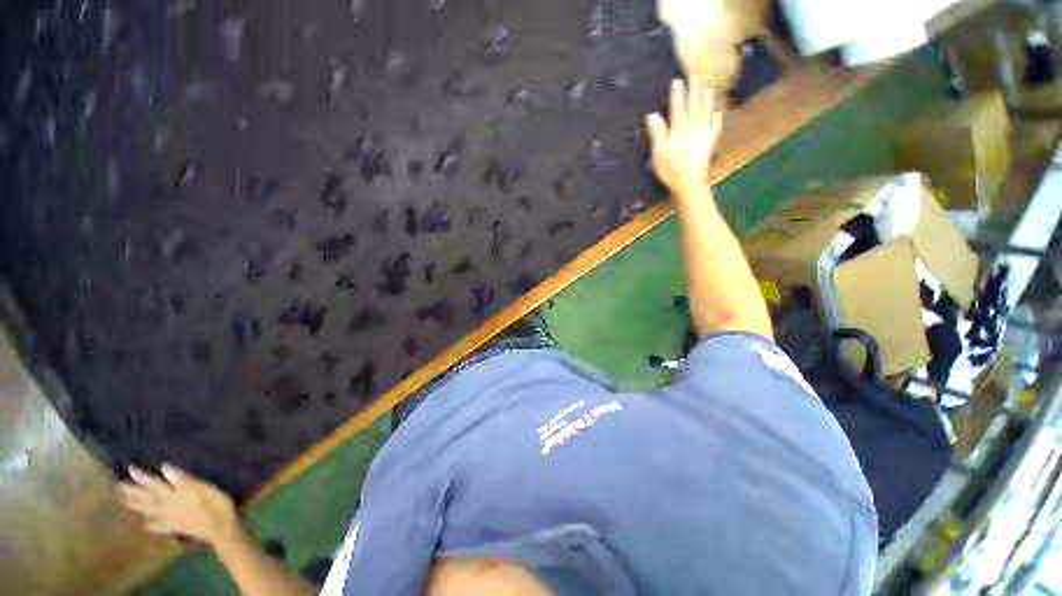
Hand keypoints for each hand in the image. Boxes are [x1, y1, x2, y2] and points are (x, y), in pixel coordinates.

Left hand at [118, 463, 241, 546]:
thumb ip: (182, 479)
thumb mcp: (202, 488)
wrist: (220, 528)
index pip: (154, 484)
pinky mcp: (176, 527)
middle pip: (147, 499)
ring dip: (137, 506)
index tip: (129, 468)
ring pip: (150, 511)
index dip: (142, 477)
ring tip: (125, 502)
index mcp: (173, 495)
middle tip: (119, 487)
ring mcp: (171, 518)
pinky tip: (147, 524)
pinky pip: (159, 526)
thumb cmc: (215, 504)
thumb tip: (164, 466)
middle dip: (133, 493)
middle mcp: (167, 506)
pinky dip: (151, 524)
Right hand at [645, 77, 724, 194]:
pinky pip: (713, 130)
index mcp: (678, 131)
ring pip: (705, 115)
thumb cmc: (671, 170)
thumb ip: (657, 134)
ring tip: (708, 89)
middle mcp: (692, 130)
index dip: (677, 95)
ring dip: (706, 102)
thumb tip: (652, 116)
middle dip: (694, 92)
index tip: (677, 81)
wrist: (689, 183)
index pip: (677, 109)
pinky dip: (716, 121)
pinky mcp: (707, 146)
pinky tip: (718, 114)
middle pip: (693, 108)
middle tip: (696, 77)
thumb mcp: (659, 153)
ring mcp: (702, 137)